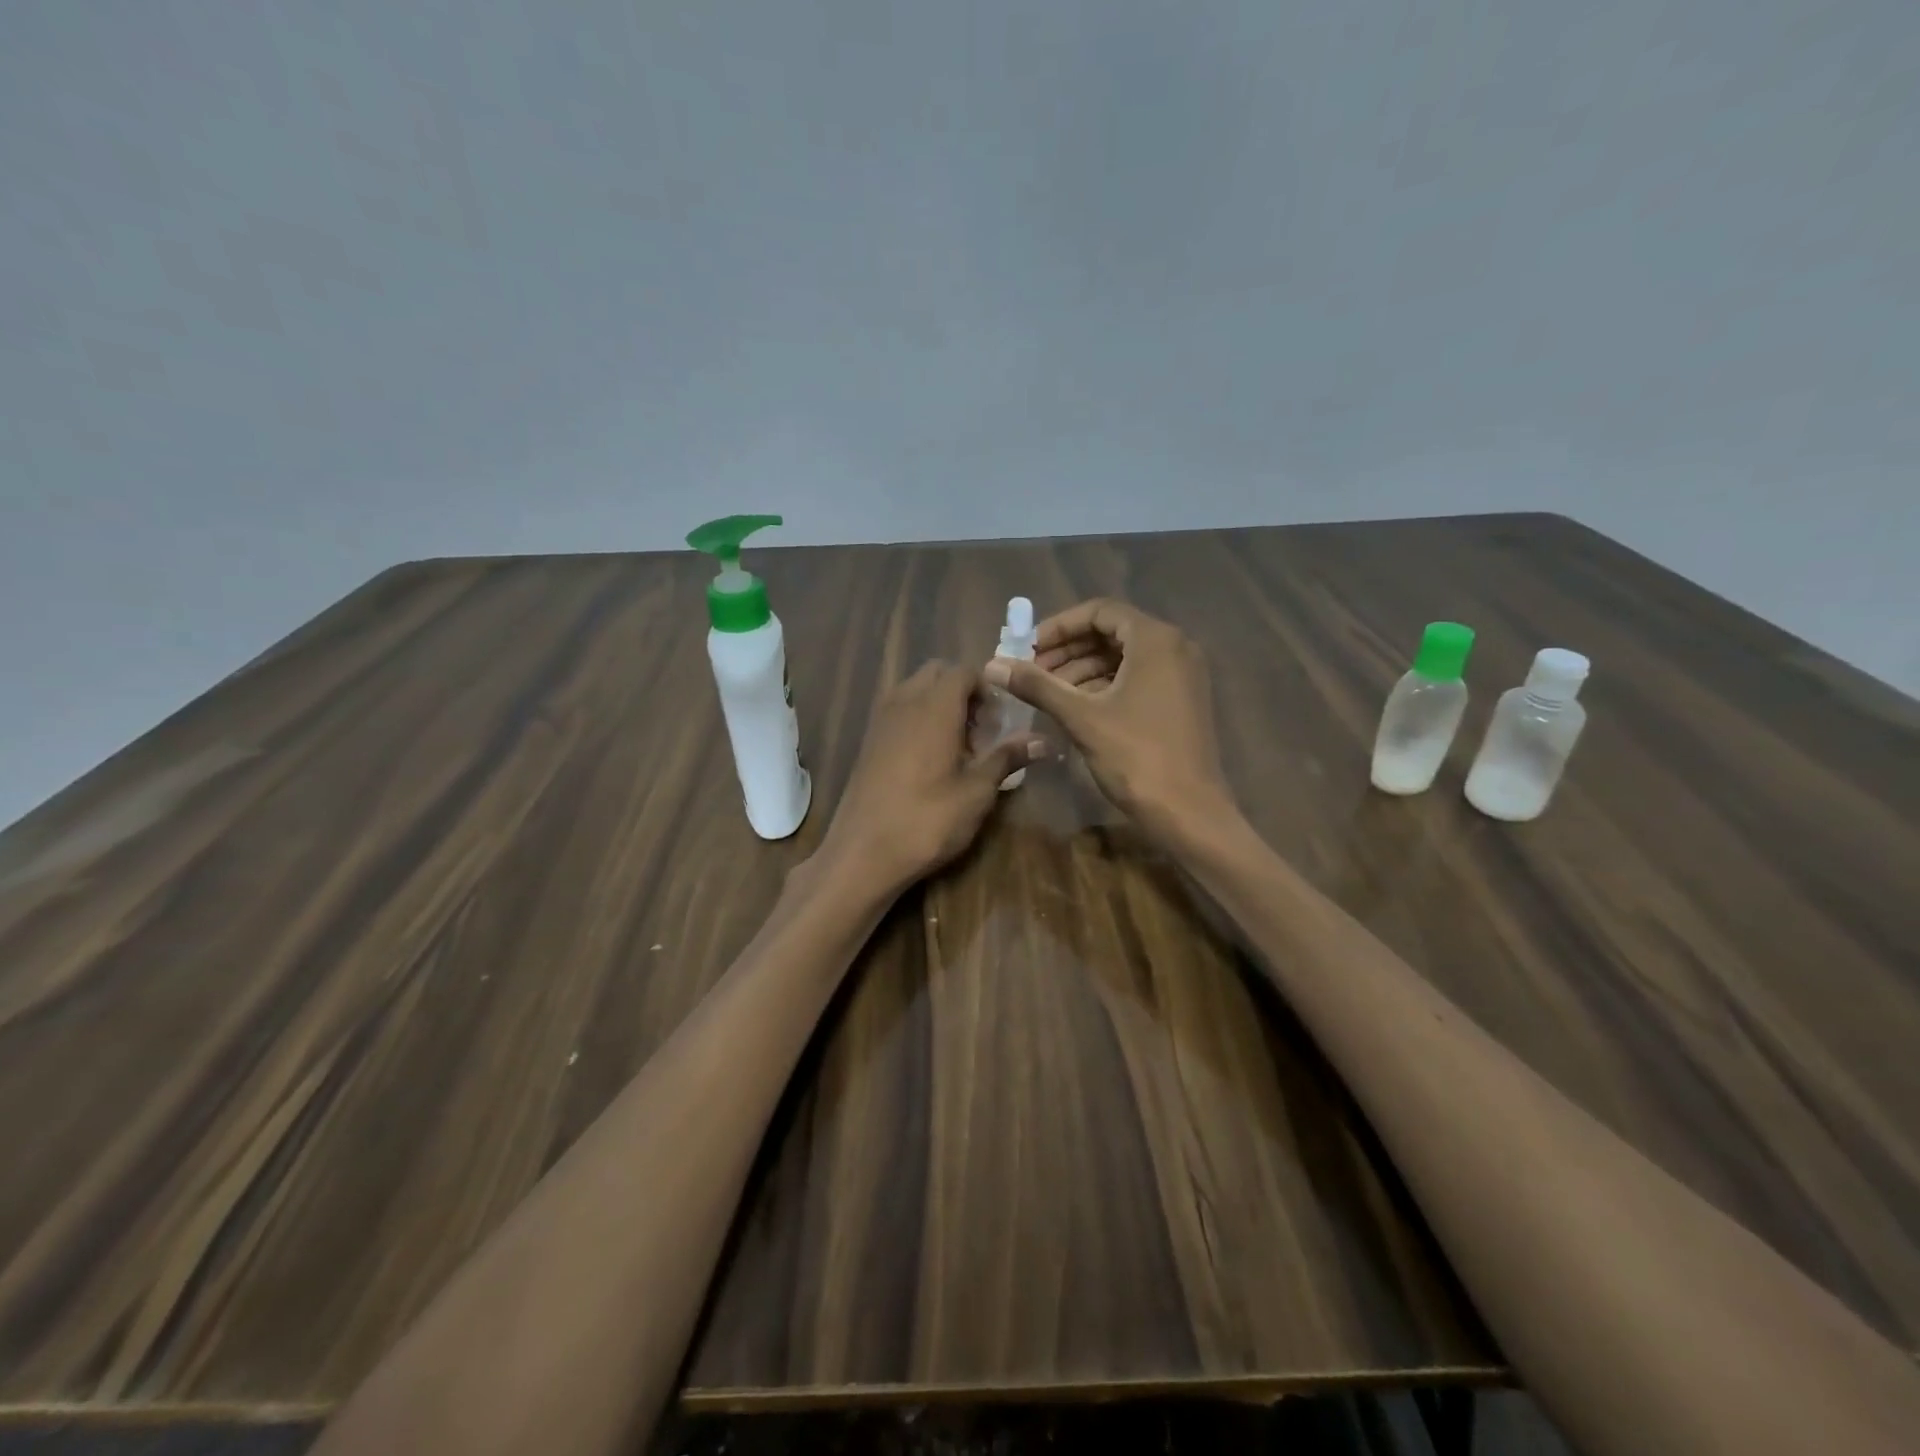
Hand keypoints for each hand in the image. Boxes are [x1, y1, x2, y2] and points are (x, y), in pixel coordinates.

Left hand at [819, 661, 1044, 893]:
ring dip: (939, 705)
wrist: (862, 853)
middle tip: (981, 733)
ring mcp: (880, 721)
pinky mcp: (868, 742)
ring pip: (914, 691)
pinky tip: (930, 762)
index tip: (1000, 724)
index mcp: (934, 707)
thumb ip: (1006, 758)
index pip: (964, 671)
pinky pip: (898, 711)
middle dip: (963, 693)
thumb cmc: (927, 820)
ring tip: (958, 748)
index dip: (987, 690)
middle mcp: (904, 702)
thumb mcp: (977, 792)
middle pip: (937, 674)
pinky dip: (918, 720)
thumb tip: (1043, 741)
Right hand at [982, 599, 1234, 846]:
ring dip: (1082, 669)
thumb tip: (992, 665)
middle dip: (1068, 650)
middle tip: (1032, 671)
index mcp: (1155, 640)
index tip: (1028, 648)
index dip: (1059, 626)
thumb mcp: (1081, 717)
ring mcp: (1182, 675)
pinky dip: (1104, 686)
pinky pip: (1137, 678)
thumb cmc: (1136, 757)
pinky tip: (1075, 707)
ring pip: (1123, 658)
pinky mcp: (1181, 700)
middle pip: (1111, 632)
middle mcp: (1175, 647)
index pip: (1100, 611)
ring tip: (1047, 692)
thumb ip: (1037, 686)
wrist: (1188, 812)